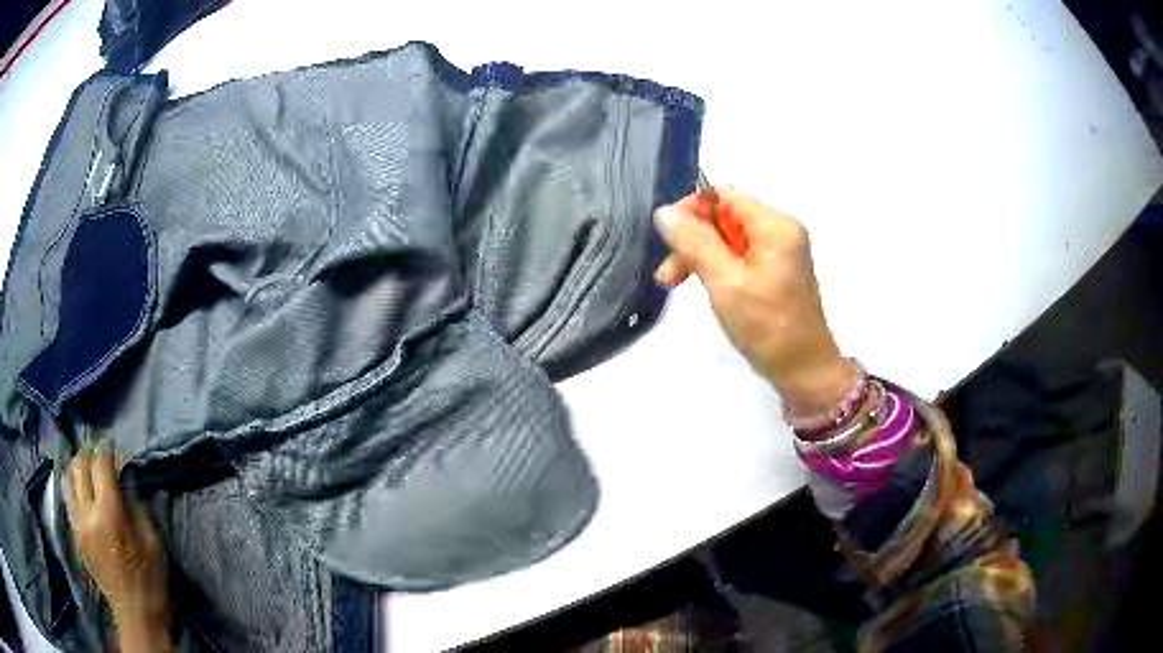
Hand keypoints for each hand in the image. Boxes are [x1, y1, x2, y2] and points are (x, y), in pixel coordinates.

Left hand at [66, 447, 169, 623]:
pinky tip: (82, 490)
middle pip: (80, 464)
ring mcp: (78, 523)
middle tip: (100, 454)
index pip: (101, 463)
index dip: (107, 449)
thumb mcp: (152, 541)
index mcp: (110, 513)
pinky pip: (69, 498)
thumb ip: (135, 506)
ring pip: (69, 477)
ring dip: (77, 466)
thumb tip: (124, 480)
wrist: (135, 613)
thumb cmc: (149, 579)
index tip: (113, 447)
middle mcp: (88, 511)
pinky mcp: (75, 534)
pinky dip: (74, 486)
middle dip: (90, 453)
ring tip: (87, 468)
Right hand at [654, 187, 856, 416]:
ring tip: (675, 284)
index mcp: (775, 226)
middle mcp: (780, 231)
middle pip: (725, 216)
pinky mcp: (776, 270)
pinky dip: (717, 267)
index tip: (667, 240)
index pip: (724, 195)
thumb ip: (695, 244)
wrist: (804, 371)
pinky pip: (739, 256)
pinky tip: (704, 286)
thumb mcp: (725, 283)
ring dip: (700, 255)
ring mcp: (780, 251)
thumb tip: (664, 212)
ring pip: (728, 238)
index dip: (691, 210)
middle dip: (692, 239)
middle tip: (668, 275)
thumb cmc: (767, 328)